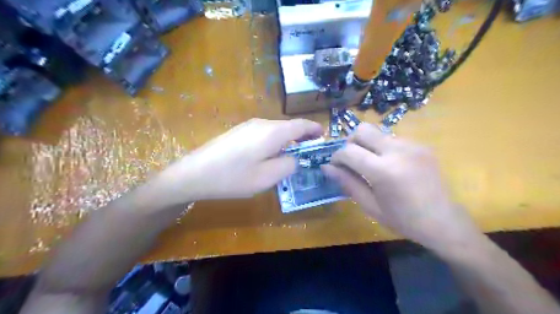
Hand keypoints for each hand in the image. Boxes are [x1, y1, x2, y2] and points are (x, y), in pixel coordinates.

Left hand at [156, 118, 323, 203]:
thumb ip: (288, 165)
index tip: (323, 137)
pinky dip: (274, 141)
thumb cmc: (233, 177)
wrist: (194, 173)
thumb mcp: (267, 177)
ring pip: (276, 130)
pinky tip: (269, 155)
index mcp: (273, 132)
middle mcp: (262, 123)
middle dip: (302, 137)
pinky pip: (263, 134)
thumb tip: (295, 158)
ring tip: (292, 155)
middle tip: (310, 152)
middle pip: (288, 127)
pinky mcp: (238, 132)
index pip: (301, 125)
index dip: (315, 129)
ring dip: (287, 140)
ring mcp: (248, 126)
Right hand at [325, 122, 481, 251]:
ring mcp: (412, 145)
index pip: (349, 151)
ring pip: (377, 132)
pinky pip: (392, 138)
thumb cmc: (403, 220)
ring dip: (367, 145)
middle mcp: (398, 151)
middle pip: (362, 129)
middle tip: (351, 160)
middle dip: (350, 142)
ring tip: (371, 164)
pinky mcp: (421, 145)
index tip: (336, 166)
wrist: (443, 221)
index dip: (337, 157)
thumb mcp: (369, 205)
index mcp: (384, 171)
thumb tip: (326, 167)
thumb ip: (347, 182)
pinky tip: (389, 165)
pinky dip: (382, 148)